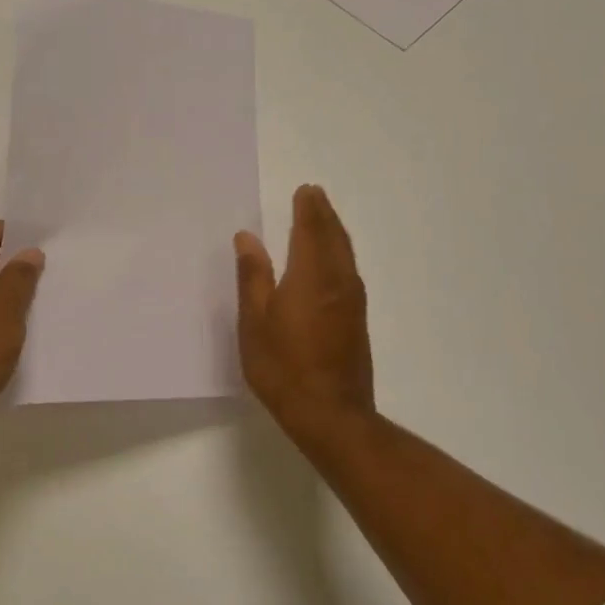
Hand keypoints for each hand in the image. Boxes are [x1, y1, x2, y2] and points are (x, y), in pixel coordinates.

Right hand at [235, 185, 374, 439]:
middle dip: (324, 214)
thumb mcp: (255, 322)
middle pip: (334, 237)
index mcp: (310, 275)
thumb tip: (248, 237)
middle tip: (314, 195)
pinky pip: (348, 270)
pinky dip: (339, 253)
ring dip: (334, 232)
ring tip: (322, 219)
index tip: (305, 190)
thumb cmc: (283, 367)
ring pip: (345, 254)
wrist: (331, 415)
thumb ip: (253, 276)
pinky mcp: (357, 319)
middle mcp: (337, 281)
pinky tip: (331, 260)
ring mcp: (352, 301)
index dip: (308, 209)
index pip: (311, 230)